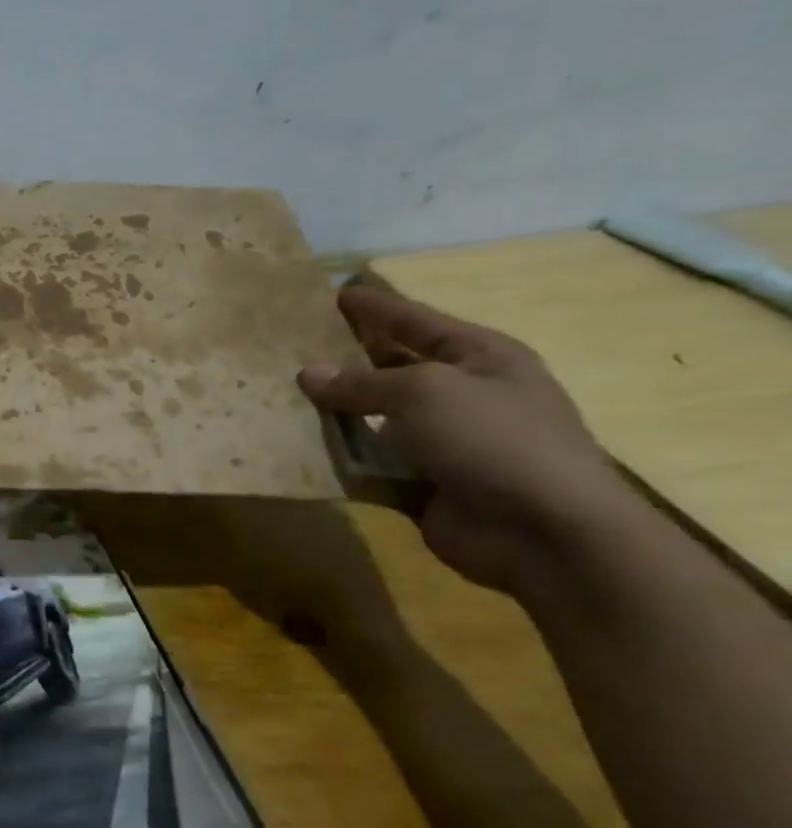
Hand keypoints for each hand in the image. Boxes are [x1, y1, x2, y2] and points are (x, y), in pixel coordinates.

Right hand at [297, 285, 629, 593]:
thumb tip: (307, 374)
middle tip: (293, 345)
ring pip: (374, 416)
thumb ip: (361, 381)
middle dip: (347, 357)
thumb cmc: (495, 440)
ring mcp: (443, 441)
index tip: (334, 293)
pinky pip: (369, 461)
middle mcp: (463, 394)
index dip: (376, 307)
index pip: (416, 321)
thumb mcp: (426, 392)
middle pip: (393, 367)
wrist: (546, 534)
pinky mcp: (422, 482)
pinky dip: (339, 455)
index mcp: (481, 358)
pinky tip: (297, 444)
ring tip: (282, 395)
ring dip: (335, 410)